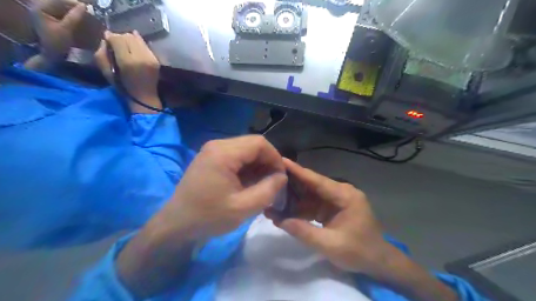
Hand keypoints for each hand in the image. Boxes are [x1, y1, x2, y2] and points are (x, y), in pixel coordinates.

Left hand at [33, 1, 85, 61]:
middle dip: (73, 6)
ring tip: (85, 14)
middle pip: (59, 3)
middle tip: (87, 10)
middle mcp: (41, 8)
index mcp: (40, 8)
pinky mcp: (53, 20)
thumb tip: (84, 6)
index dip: (72, 2)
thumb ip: (74, 17)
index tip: (86, 7)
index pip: (57, 1)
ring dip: (74, 11)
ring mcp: (47, 14)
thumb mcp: (66, 29)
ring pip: (62, 8)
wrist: (52, 55)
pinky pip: (64, 14)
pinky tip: (80, 18)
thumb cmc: (57, 42)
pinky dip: (72, 16)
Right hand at [94, 31, 162, 112]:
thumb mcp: (106, 72)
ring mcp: (151, 58)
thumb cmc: (123, 87)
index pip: (118, 39)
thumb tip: (105, 38)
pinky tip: (134, 50)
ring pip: (138, 39)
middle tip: (116, 44)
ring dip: (130, 39)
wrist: (145, 97)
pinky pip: (146, 45)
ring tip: (126, 47)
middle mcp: (141, 58)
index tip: (107, 41)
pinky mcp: (156, 60)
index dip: (110, 37)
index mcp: (127, 62)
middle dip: (120, 38)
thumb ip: (102, 53)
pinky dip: (139, 44)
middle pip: (128, 36)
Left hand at [144, 137, 286, 241]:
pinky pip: (236, 155)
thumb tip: (281, 176)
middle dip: (267, 161)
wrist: (175, 224)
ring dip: (258, 163)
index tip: (280, 176)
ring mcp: (212, 150)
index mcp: (223, 153)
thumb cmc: (208, 217)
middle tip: (273, 181)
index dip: (275, 157)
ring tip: (263, 183)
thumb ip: (268, 190)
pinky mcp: (210, 157)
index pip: (259, 143)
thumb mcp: (244, 208)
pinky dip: (247, 166)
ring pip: (245, 149)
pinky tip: (249, 181)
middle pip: (253, 144)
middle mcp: (217, 145)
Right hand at [267, 159, 390, 276]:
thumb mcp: (331, 245)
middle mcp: (340, 192)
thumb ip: (304, 232)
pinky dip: (300, 210)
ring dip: (293, 200)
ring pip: (309, 196)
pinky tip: (284, 214)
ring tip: (272, 202)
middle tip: (268, 182)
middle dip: (290, 186)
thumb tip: (280, 221)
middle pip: (311, 186)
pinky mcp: (332, 208)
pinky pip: (313, 205)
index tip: (280, 160)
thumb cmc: (359, 252)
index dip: (297, 171)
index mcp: (344, 195)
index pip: (316, 180)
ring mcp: (336, 200)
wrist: (378, 262)